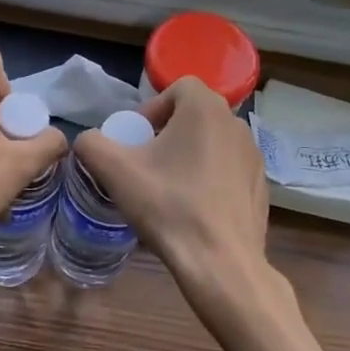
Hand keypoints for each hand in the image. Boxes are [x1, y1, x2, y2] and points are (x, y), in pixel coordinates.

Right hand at [74, 78, 287, 335]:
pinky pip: (228, 170)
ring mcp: (254, 156)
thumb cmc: (168, 206)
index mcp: (205, 109)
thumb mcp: (114, 171)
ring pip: (212, 143)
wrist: (220, 263)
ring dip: (188, 156)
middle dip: (167, 133)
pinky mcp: (261, 186)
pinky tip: (194, 209)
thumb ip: (91, 144)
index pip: (178, 87)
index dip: (152, 109)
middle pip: (194, 115)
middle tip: (146, 164)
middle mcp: (236, 123)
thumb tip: (89, 141)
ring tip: (168, 189)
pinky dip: (209, 179)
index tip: (136, 141)